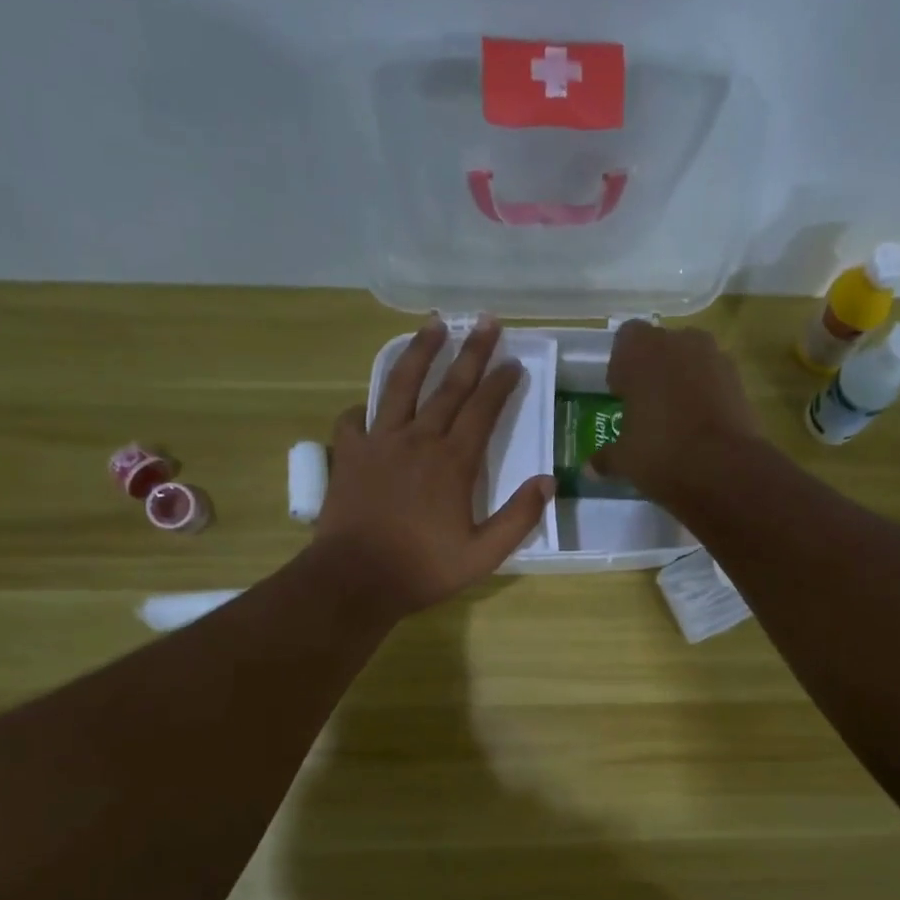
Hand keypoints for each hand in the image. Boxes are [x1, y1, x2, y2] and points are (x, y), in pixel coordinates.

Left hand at [312, 317, 553, 619]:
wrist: (356, 579)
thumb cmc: (423, 569)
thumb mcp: (483, 555)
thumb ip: (519, 517)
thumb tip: (548, 481)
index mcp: (453, 462)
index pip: (483, 410)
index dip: (501, 383)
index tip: (515, 362)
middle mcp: (418, 439)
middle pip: (449, 386)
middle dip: (471, 351)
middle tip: (486, 321)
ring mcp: (379, 442)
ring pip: (401, 385)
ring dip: (419, 352)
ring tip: (433, 325)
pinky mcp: (350, 454)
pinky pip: (355, 419)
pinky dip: (365, 408)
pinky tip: (370, 405)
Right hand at [592, 321, 763, 507]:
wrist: (724, 469)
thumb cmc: (660, 452)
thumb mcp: (624, 460)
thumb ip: (606, 457)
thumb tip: (591, 467)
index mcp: (642, 350)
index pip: (626, 339)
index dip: (622, 366)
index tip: (621, 394)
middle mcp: (680, 342)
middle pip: (662, 346)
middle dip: (653, 370)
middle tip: (646, 406)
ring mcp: (715, 358)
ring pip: (691, 361)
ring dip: (682, 381)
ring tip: (675, 418)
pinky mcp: (740, 381)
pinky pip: (714, 380)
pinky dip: (706, 396)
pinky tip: (700, 427)